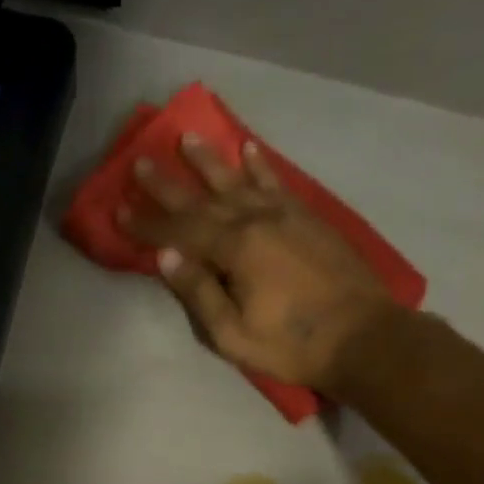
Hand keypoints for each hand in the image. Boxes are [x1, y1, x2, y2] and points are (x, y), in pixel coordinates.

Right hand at [117, 134, 397, 394]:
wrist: (364, 337)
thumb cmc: (292, 345)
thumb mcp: (234, 334)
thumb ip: (200, 293)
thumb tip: (165, 257)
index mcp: (236, 250)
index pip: (179, 233)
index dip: (147, 224)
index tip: (119, 211)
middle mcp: (258, 221)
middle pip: (204, 199)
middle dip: (168, 184)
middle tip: (140, 162)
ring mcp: (287, 216)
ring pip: (239, 182)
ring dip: (210, 161)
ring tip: (187, 138)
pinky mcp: (309, 219)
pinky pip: (278, 183)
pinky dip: (260, 167)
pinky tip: (249, 151)